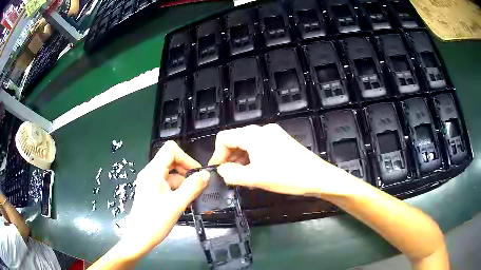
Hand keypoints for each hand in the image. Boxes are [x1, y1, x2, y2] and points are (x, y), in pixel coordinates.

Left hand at [122, 141, 209, 253]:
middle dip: (185, 170)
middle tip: (197, 185)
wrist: (139, 238)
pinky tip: (182, 201)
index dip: (186, 158)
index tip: (197, 173)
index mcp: (153, 172)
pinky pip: (166, 183)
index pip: (171, 150)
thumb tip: (206, 174)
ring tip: (191, 197)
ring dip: (182, 181)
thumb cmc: (156, 221)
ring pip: (169, 173)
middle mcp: (150, 173)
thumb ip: (192, 187)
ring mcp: (149, 182)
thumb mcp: (177, 204)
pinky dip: (176, 188)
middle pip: (170, 160)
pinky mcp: (150, 191)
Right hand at [209, 124, 350, 196]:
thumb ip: (232, 174)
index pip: (224, 138)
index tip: (217, 171)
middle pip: (236, 140)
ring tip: (242, 178)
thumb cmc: (286, 177)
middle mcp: (262, 130)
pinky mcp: (281, 141)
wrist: (318, 177)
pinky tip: (255, 172)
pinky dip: (252, 158)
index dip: (217, 154)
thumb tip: (221, 170)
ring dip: (240, 160)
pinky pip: (260, 147)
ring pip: (248, 144)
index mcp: (253, 135)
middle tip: (229, 176)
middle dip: (229, 158)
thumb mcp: (255, 178)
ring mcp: (274, 134)